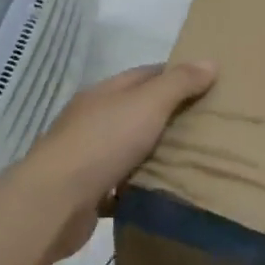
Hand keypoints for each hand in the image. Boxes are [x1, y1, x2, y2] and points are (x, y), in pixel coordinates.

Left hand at [14, 61, 216, 259]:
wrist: (54, 202)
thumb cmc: (103, 143)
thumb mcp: (148, 104)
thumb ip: (179, 83)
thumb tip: (210, 62)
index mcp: (104, 93)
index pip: (145, 75)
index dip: (175, 76)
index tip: (207, 85)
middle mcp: (92, 119)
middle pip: (137, 111)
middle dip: (168, 116)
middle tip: (207, 125)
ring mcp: (86, 156)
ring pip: (128, 148)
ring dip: (154, 152)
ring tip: (192, 159)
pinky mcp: (86, 191)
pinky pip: (120, 183)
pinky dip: (139, 185)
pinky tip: (161, 191)